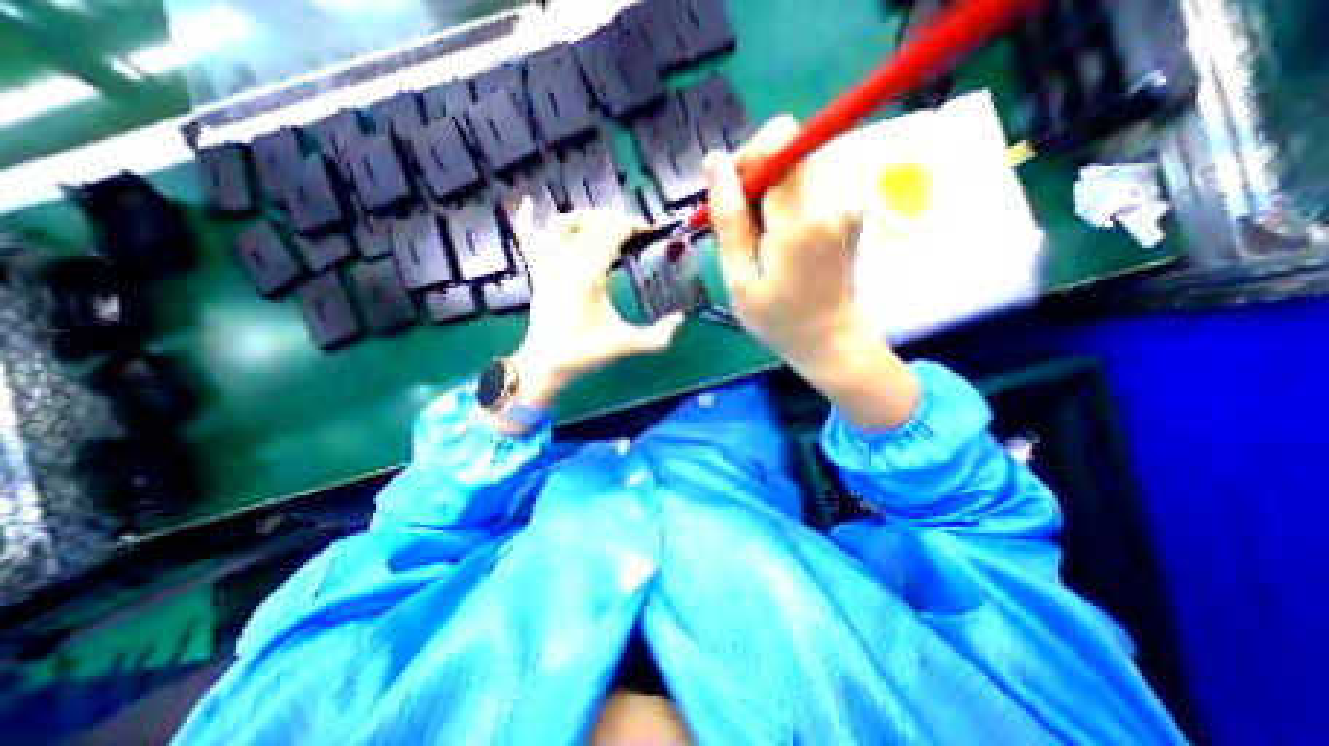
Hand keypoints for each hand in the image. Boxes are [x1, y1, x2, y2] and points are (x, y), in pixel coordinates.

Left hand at [504, 202, 679, 410]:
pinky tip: (531, 202)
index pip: (612, 233)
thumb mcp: (626, 345)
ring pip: (563, 224)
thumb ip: (657, 336)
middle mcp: (566, 262)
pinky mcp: (537, 272)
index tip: (649, 229)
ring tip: (603, 221)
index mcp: (589, 276)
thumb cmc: (584, 353)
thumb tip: (681, 319)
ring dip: (585, 216)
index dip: (633, 224)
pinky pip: (527, 239)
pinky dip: (526, 218)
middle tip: (635, 228)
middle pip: (592, 223)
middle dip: (616, 218)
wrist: (546, 363)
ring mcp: (548, 265)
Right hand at [710, 117, 919, 430]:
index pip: (779, 139)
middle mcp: (831, 199)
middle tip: (742, 223)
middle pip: (788, 148)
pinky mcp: (849, 210)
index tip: (733, 194)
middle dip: (756, 176)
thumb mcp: (738, 278)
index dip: (749, 156)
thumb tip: (715, 161)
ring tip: (760, 238)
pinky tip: (779, 239)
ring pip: (796, 166)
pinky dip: (786, 203)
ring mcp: (846, 203)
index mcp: (800, 218)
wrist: (830, 339)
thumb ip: (728, 218)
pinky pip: (808, 185)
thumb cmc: (777, 318)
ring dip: (769, 193)